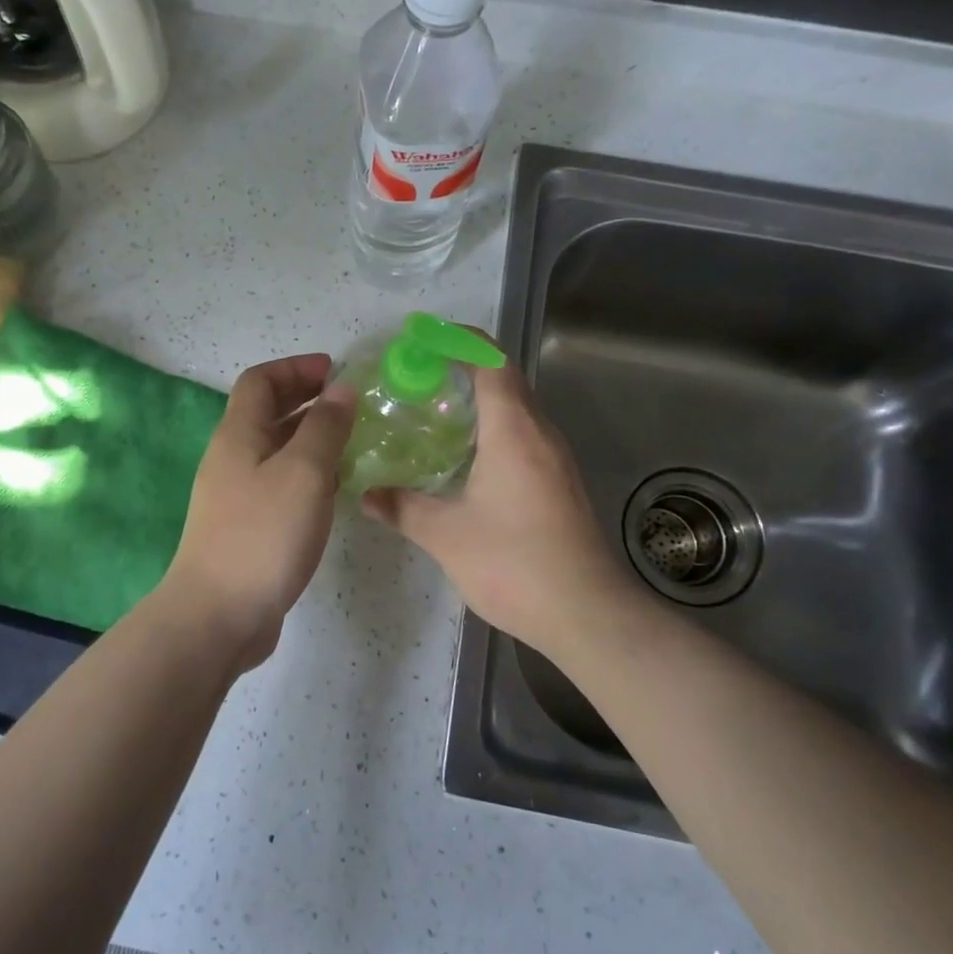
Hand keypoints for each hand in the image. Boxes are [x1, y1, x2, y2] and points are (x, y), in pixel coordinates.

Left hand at [162, 354, 356, 670]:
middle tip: (349, 403)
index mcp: (239, 434)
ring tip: (351, 442)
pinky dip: (307, 474)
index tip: (336, 371)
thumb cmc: (263, 534)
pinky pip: (279, 483)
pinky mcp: (246, 527)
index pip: (260, 381)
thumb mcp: (304, 472)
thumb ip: (325, 427)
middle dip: (306, 399)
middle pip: (266, 412)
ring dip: (310, 438)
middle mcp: (232, 458)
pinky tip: (334, 490)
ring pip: (275, 450)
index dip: (296, 368)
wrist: (218, 615)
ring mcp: (236, 495)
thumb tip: (341, 389)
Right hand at [363, 360, 634, 660]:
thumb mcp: (446, 535)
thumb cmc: (514, 563)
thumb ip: (402, 507)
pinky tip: (463, 461)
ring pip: (516, 412)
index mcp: (514, 431)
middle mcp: (540, 435)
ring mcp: (556, 461)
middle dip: (462, 370)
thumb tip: (365, 493)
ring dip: (479, 403)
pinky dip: (492, 432)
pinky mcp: (560, 485)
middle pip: (505, 381)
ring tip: (432, 415)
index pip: (492, 362)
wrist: (587, 614)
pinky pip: (523, 439)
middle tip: (415, 379)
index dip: (460, 341)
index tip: (423, 339)